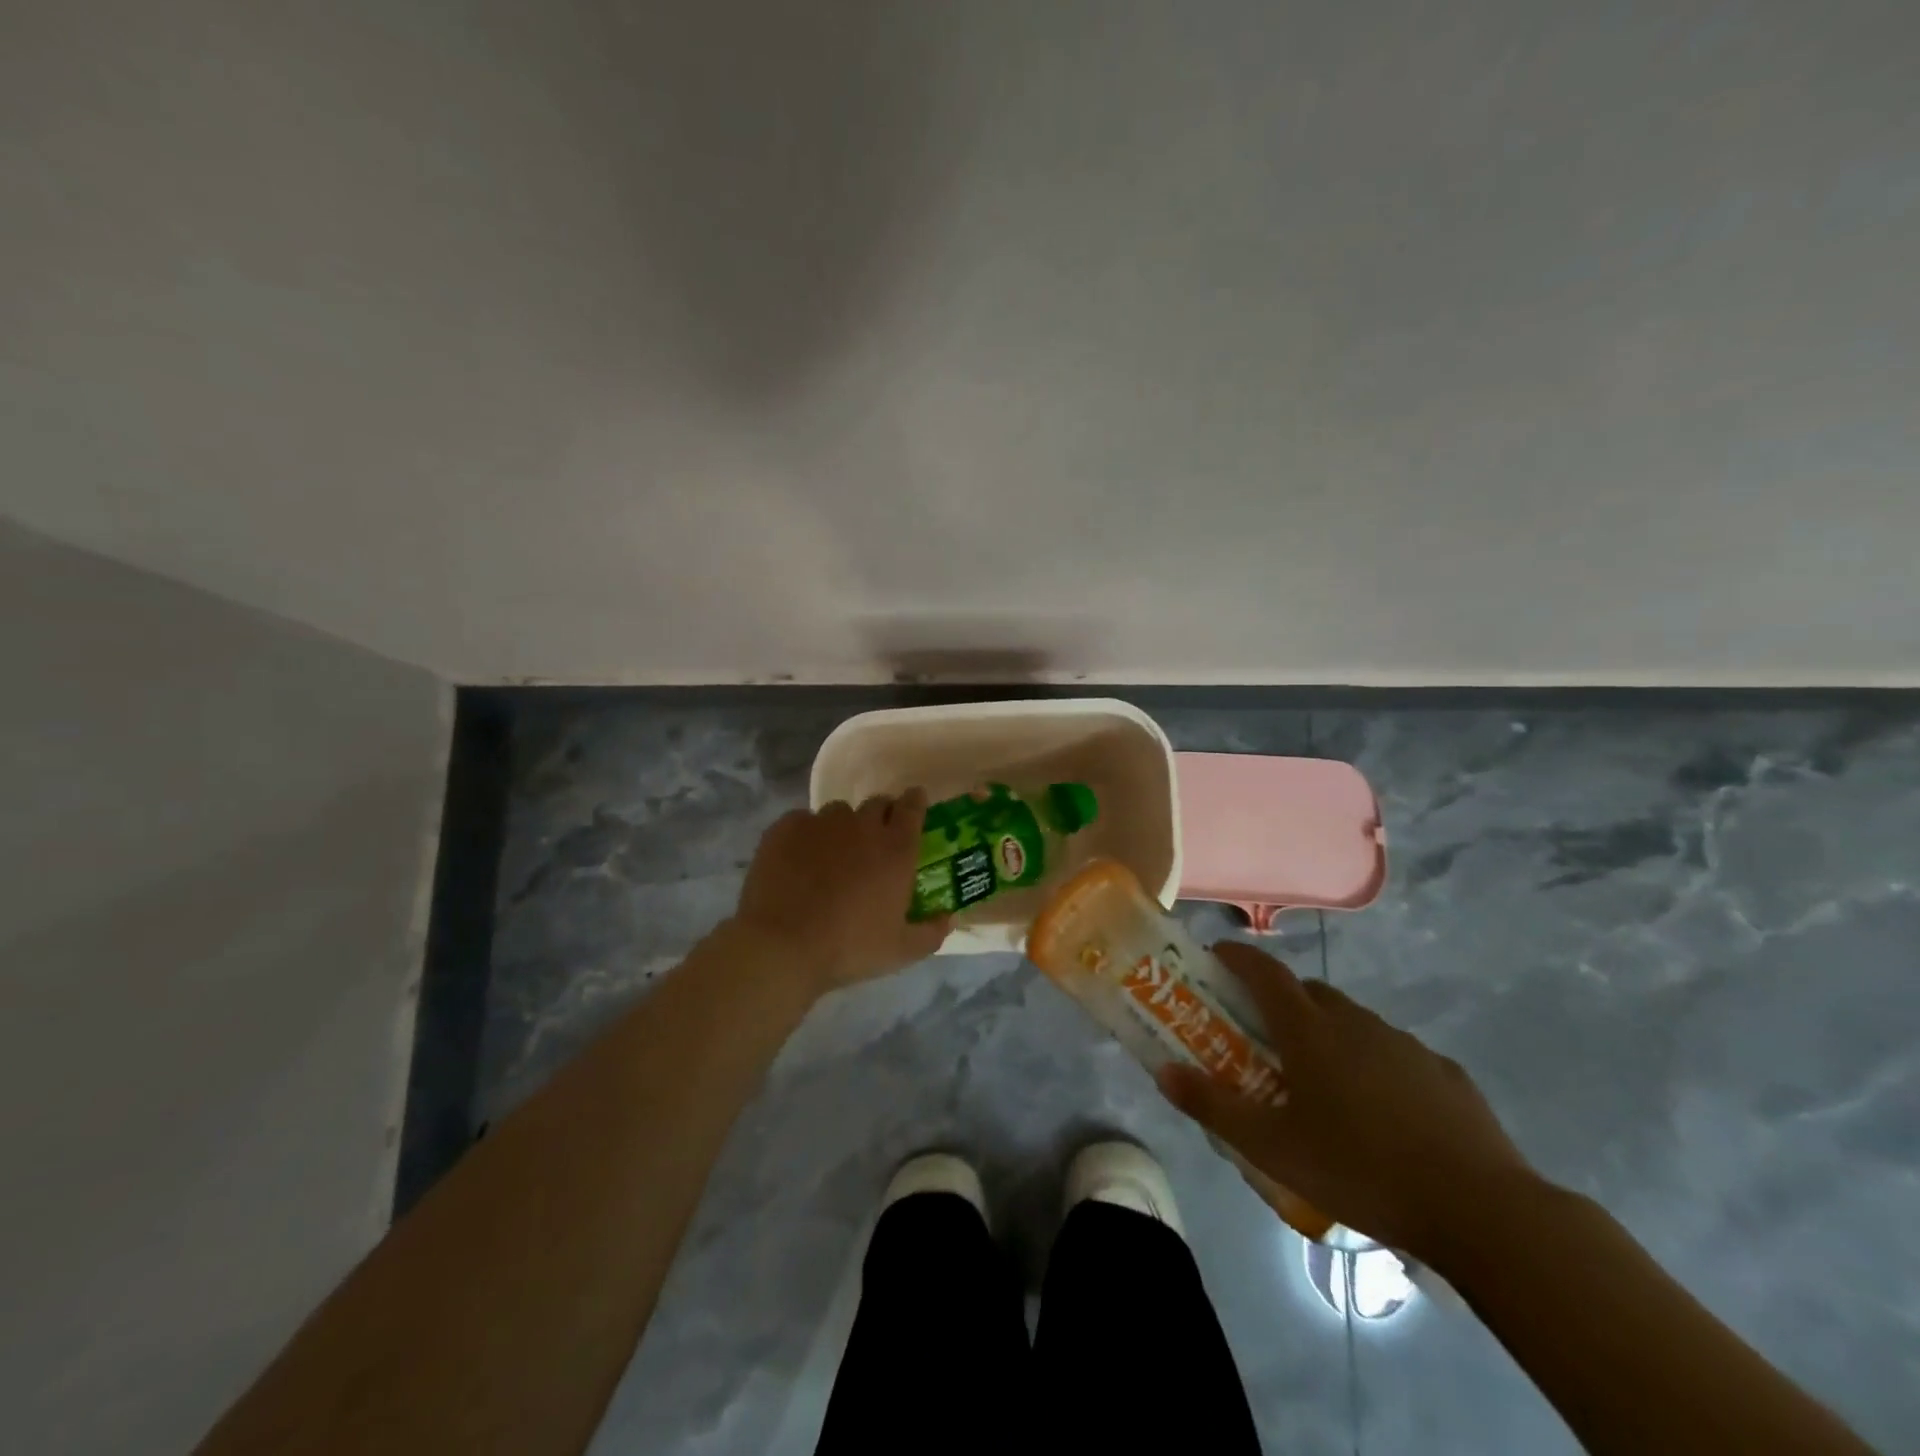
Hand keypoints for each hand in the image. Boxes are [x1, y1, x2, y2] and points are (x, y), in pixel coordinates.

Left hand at [730, 790, 949, 995]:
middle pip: (877, 804)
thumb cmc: (850, 948)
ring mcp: (821, 823)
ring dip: (843, 827)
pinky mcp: (786, 828)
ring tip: (833, 853)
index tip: (914, 804)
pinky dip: (806, 834)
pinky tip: (798, 860)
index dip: (915, 803)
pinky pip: (802, 821)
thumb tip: (949, 918)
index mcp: (896, 849)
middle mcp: (862, 826)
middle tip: (875, 839)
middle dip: (881, 815)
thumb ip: (932, 932)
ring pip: (839, 812)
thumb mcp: (901, 951)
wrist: (783, 946)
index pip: (913, 808)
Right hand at [1159, 942, 1534, 1260]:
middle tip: (1265, 1037)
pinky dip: (1374, 1063)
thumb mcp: (1272, 1148)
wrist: (1483, 1210)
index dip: (1237, 956)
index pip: (1264, 971)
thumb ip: (1212, 1106)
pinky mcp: (1444, 1073)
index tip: (1217, 956)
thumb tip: (1163, 1072)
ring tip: (1322, 1082)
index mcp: (1310, 1030)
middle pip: (1308, 993)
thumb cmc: (1361, 1169)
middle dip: (1281, 1001)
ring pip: (1353, 1022)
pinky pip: (1394, 1053)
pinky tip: (1381, 1110)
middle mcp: (1355, 1022)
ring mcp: (1405, 1044)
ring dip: (1328, 1033)